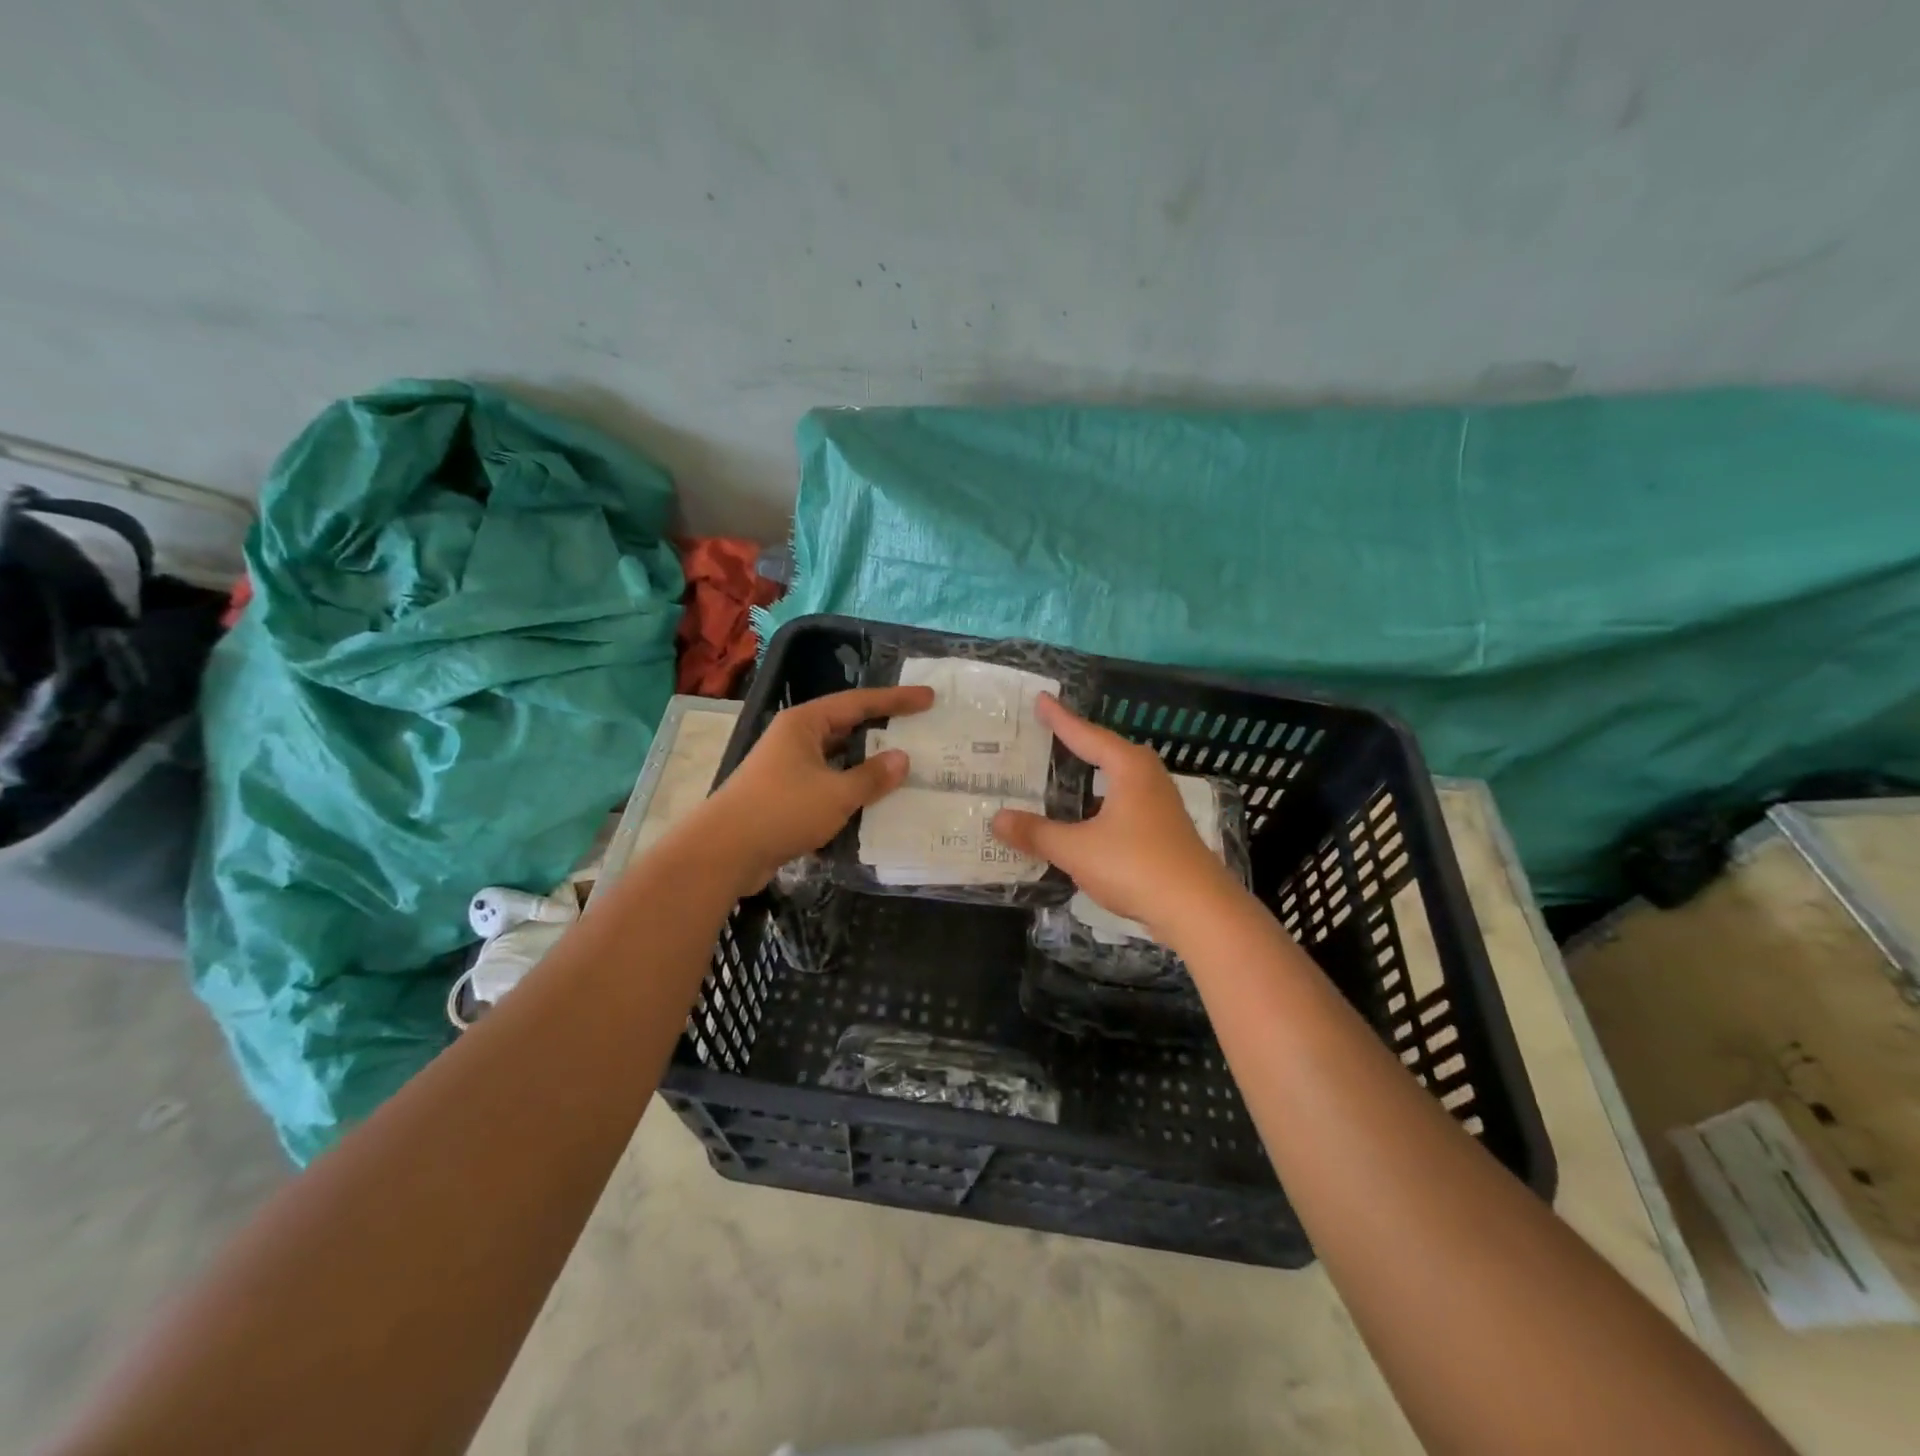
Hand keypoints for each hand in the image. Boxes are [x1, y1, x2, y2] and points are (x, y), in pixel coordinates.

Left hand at [697, 684, 933, 894]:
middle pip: (846, 726)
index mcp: (804, 724)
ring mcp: (787, 767)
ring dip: (867, 762)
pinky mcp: (785, 795)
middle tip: (919, 730)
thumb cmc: (781, 811)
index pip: (859, 702)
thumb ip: (872, 776)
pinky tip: (873, 801)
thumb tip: (901, 759)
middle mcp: (795, 738)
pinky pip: (827, 783)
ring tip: (904, 766)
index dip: (896, 700)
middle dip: (882, 729)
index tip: (929, 698)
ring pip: (837, 757)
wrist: (724, 852)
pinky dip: (851, 787)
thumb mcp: (836, 794)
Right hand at [991, 695, 1244, 938]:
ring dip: (1091, 775)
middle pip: (1107, 751)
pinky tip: (1086, 818)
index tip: (1041, 699)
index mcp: (1128, 768)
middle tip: (1050, 732)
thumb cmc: (1136, 866)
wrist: (1198, 910)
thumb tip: (996, 819)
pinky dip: (1100, 802)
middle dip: (1079, 741)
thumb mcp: (1076, 849)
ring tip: (1064, 771)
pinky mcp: (1164, 830)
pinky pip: (1123, 802)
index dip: (1060, 719)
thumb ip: (1036, 833)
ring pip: (1118, 779)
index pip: (1086, 735)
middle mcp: (1147, 778)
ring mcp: (1160, 804)